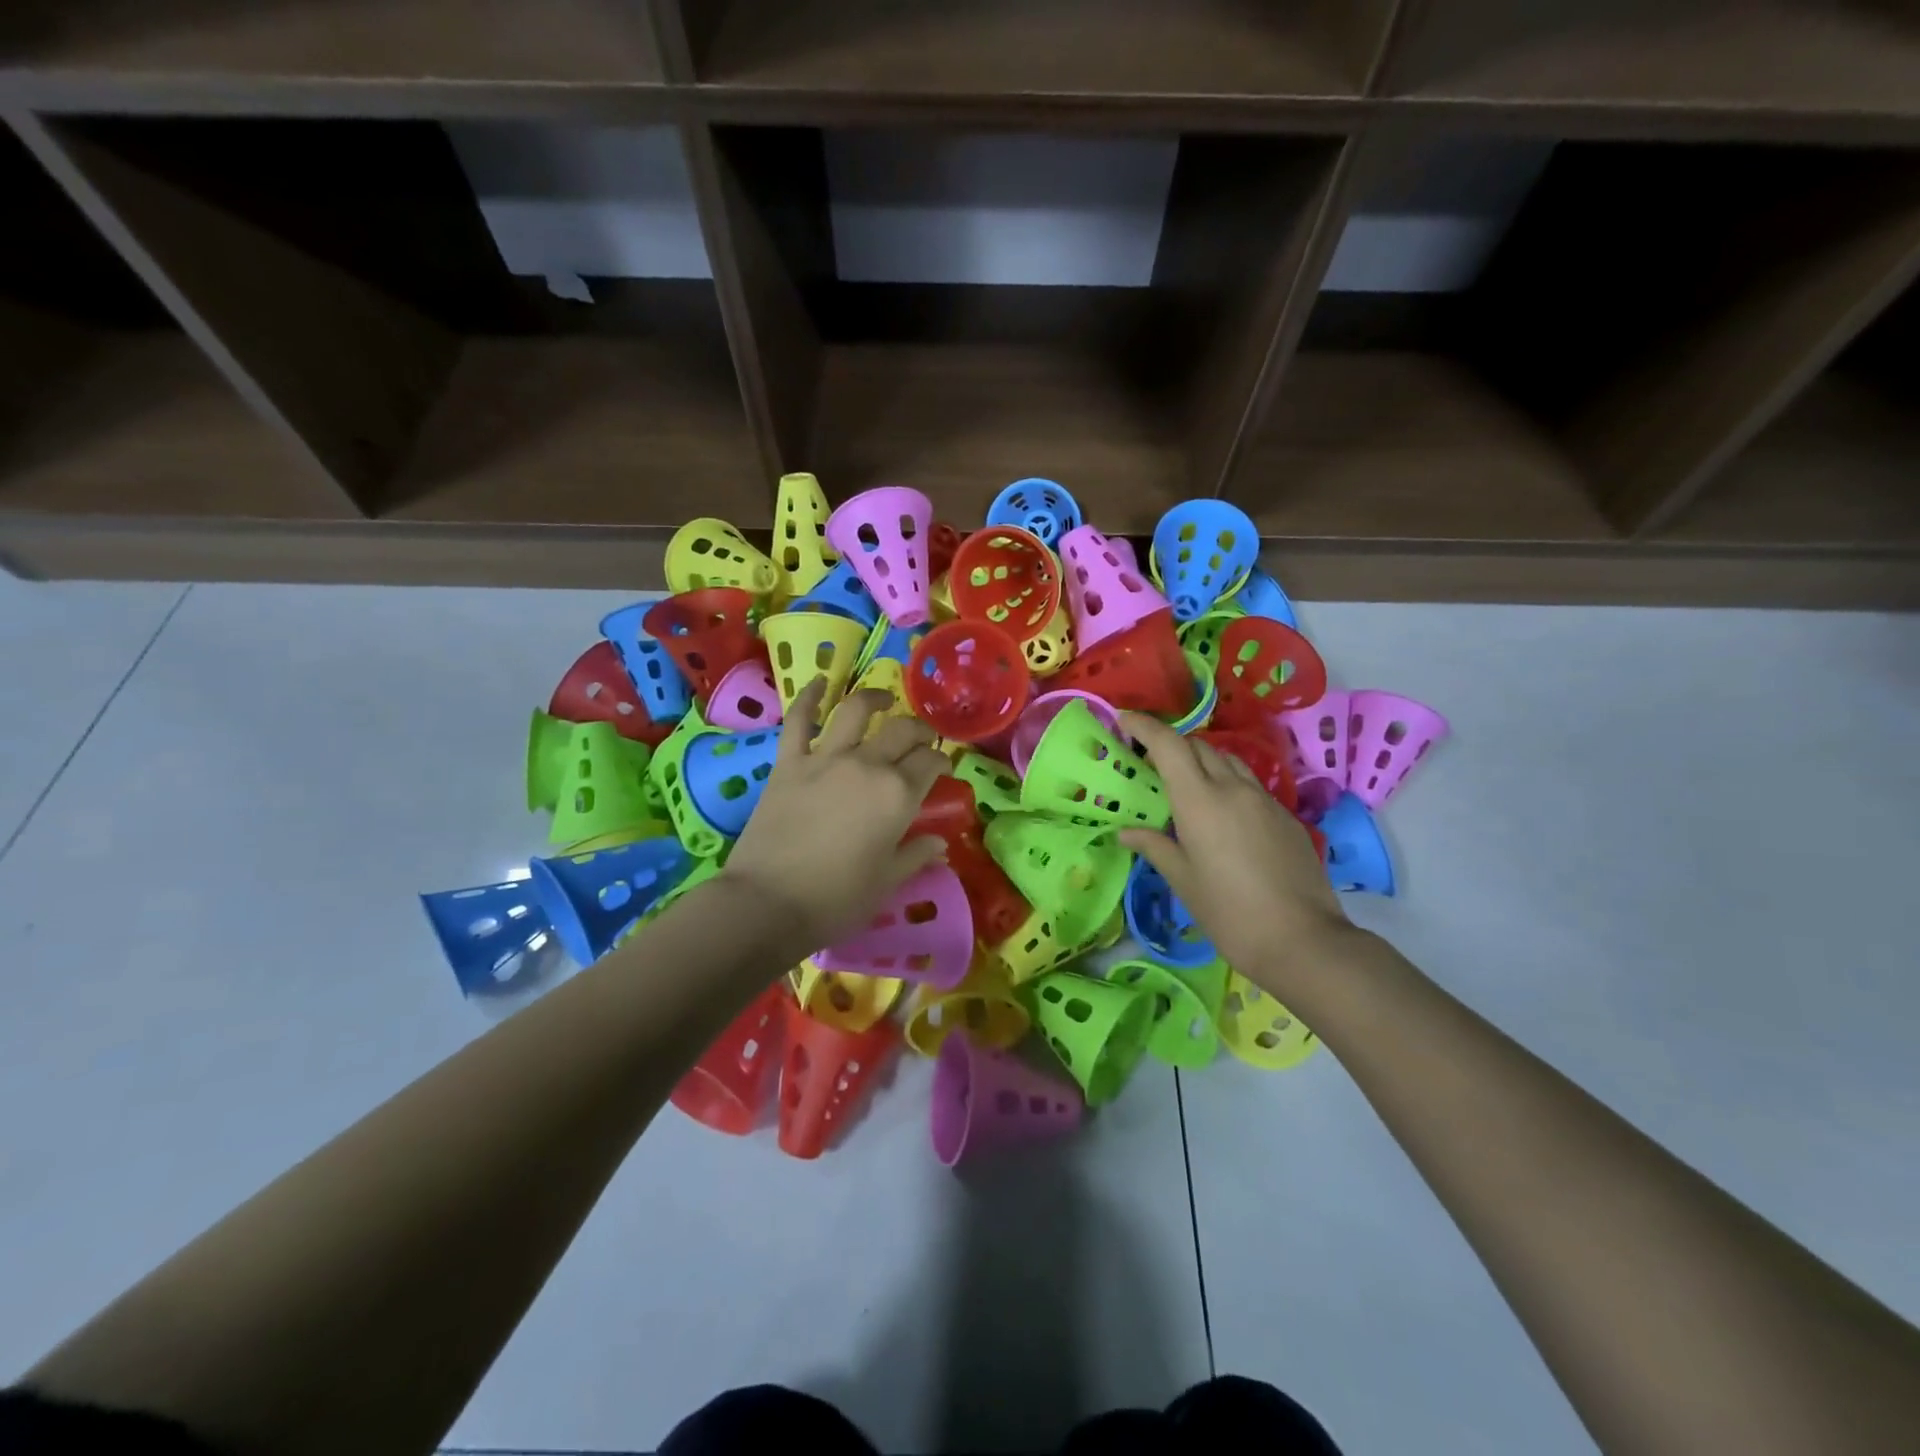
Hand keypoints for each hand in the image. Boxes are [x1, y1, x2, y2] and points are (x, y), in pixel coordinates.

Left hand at [718, 679, 949, 950]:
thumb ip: (916, 855)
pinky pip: (799, 719)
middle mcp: (867, 765)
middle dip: (919, 730)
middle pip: (902, 731)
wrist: (769, 902)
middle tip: (921, 738)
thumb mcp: (887, 882)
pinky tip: (818, 682)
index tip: (942, 768)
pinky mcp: (789, 762)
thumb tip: (940, 843)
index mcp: (898, 794)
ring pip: (856, 711)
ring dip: (874, 698)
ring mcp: (825, 758)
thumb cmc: (836, 899)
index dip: (941, 761)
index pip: (931, 762)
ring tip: (882, 698)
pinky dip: (809, 696)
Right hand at [1118, 712, 1356, 998]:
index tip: (1124, 719)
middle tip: (1149, 760)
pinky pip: (1249, 784)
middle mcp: (1233, 789)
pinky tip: (1221, 814)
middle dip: (1171, 744)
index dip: (1145, 726)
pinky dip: (1227, 783)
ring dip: (1202, 761)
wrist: (1303, 941)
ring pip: (1228, 761)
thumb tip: (1126, 832)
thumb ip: (1154, 846)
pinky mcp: (1286, 817)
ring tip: (1185, 783)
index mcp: (1200, 801)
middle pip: (1198, 746)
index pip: (1169, 745)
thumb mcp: (1183, 881)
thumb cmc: (1229, 913)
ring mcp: (1265, 800)